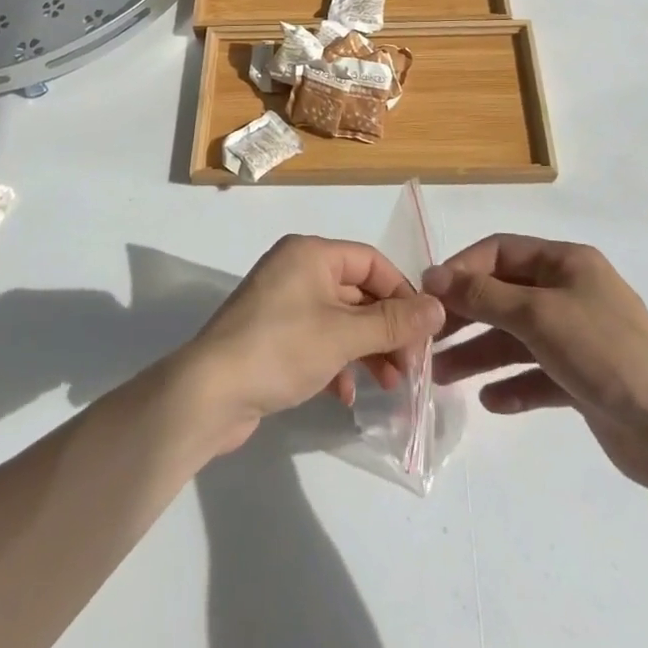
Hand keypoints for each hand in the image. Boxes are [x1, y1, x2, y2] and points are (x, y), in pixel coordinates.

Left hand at [179, 235, 444, 457]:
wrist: (209, 393)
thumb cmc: (280, 349)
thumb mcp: (344, 335)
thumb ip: (393, 322)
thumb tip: (438, 307)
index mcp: (310, 254)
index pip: (370, 261)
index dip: (402, 293)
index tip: (425, 331)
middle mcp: (296, 270)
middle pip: (357, 292)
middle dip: (387, 329)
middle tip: (412, 366)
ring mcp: (282, 304)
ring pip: (340, 320)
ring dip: (367, 350)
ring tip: (391, 384)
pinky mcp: (272, 336)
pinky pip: (317, 340)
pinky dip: (337, 362)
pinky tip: (346, 394)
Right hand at [424, 236, 647, 485]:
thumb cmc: (601, 351)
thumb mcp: (537, 315)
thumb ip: (483, 295)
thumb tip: (434, 276)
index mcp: (565, 263)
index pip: (500, 252)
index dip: (462, 269)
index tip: (429, 295)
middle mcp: (569, 292)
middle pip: (504, 296)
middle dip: (466, 317)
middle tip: (430, 340)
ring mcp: (577, 336)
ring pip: (516, 338)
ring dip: (480, 354)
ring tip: (443, 377)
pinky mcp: (582, 377)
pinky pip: (536, 373)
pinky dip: (512, 384)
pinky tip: (490, 400)